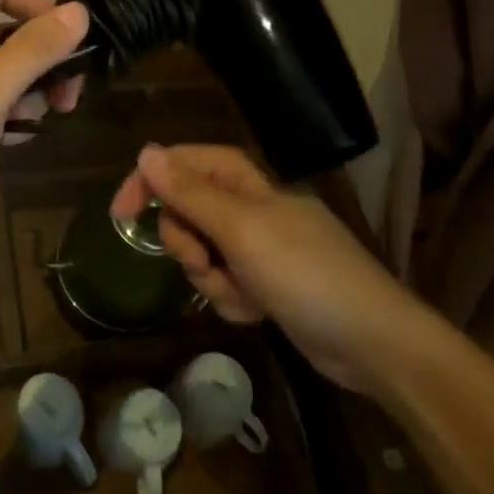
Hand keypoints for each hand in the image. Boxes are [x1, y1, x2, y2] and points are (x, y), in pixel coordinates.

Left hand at [0, 0, 89, 257]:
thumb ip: (32, 51)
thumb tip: (79, 11)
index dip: (32, 0)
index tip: (60, 42)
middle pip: (6, 29)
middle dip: (43, 56)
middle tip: (67, 95)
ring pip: (1, 71)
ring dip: (29, 90)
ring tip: (37, 122)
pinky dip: (8, 117)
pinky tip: (13, 142)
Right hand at [111, 144, 445, 394]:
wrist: (372, 343)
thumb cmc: (305, 273)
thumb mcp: (239, 229)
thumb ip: (189, 192)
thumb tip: (146, 151)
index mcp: (246, 182)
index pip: (184, 163)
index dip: (151, 180)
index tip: (120, 214)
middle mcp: (249, 208)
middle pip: (187, 211)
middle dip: (187, 242)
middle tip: (205, 261)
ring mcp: (259, 248)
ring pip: (203, 253)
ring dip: (211, 278)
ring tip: (241, 294)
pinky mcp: (267, 283)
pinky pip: (225, 284)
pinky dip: (232, 299)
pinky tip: (257, 312)